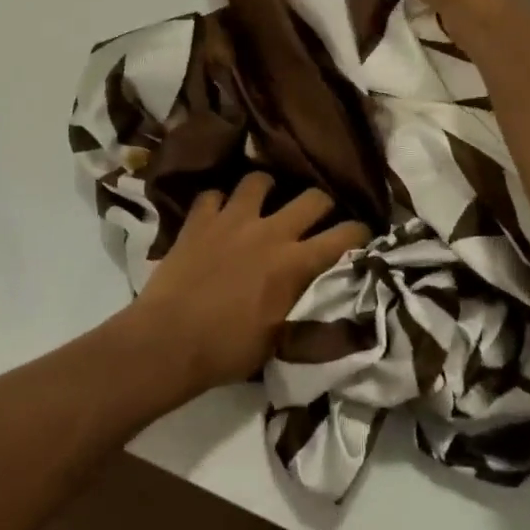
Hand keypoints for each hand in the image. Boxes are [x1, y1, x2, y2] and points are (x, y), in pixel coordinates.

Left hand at [129, 173, 369, 394]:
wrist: (170, 340)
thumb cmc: (228, 349)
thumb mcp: (281, 336)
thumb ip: (304, 305)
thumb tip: (322, 294)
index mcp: (296, 263)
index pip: (346, 235)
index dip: (360, 234)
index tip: (359, 239)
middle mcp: (270, 232)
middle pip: (313, 197)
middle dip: (321, 204)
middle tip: (315, 218)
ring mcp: (232, 220)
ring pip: (259, 181)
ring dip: (266, 191)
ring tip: (262, 203)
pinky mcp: (199, 219)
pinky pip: (213, 194)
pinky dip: (218, 203)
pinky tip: (217, 215)